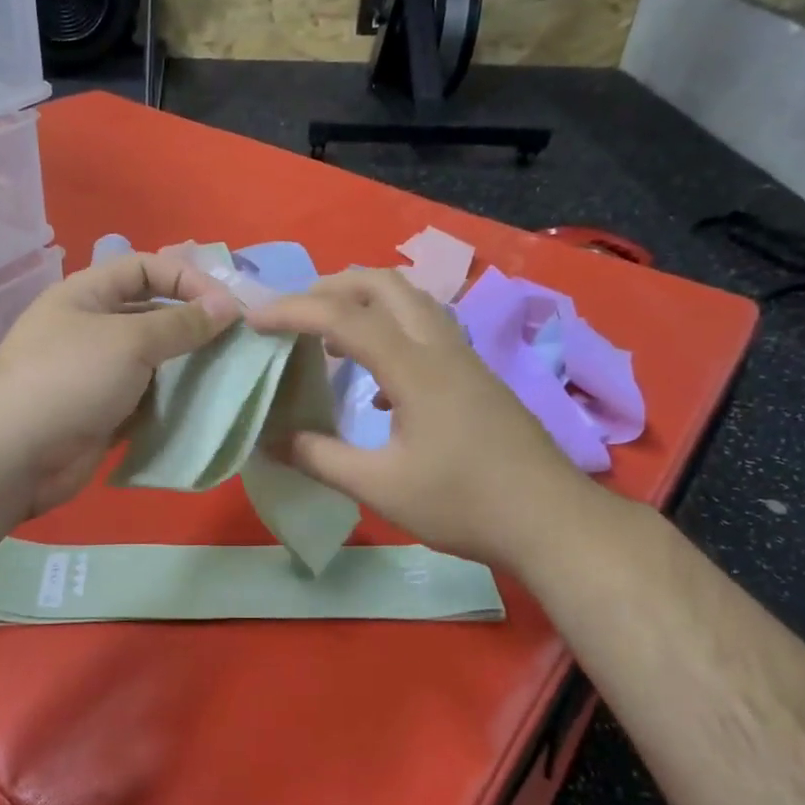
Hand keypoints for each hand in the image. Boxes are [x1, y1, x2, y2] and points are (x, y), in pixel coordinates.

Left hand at [0, 251, 240, 517]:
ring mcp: (96, 373)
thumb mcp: (129, 340)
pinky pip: (147, 398)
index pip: (144, 268)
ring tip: (229, 372)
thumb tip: (228, 305)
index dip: (186, 278)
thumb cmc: (70, 379)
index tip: (226, 305)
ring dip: (187, 364)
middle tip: (237, 339)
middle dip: (192, 323)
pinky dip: (173, 399)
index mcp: (87, 294)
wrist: (15, 455)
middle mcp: (91, 328)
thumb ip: (181, 323)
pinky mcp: (104, 412)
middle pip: (151, 313)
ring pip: (153, 360)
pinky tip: (204, 404)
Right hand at [248, 269, 591, 567]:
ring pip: (410, 301)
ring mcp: (464, 358)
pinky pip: (425, 328)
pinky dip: (389, 330)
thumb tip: (269, 440)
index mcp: (414, 367)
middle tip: (292, 314)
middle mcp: (440, 347)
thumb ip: (320, 458)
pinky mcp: (476, 375)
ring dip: (363, 302)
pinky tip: (376, 381)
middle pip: (382, 284)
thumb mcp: (380, 488)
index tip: (253, 321)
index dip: (291, 312)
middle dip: (329, 286)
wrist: (551, 521)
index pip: (342, 317)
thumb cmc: (464, 504)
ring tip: (328, 334)